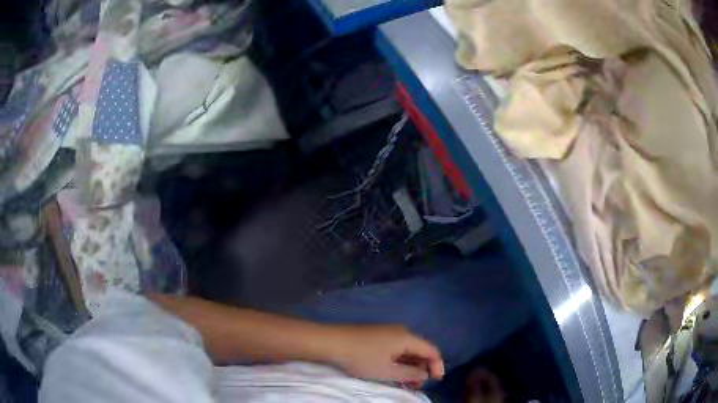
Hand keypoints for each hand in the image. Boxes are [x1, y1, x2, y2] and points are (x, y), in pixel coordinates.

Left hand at [327, 324, 444, 387]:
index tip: (435, 381)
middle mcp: (401, 331)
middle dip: (422, 368)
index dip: (437, 366)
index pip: (432, 350)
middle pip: (420, 349)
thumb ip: (410, 374)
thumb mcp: (387, 371)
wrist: (332, 341)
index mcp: (407, 337)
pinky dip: (399, 360)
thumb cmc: (362, 357)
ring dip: (410, 366)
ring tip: (404, 382)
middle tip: (416, 386)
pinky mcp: (378, 333)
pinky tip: (393, 371)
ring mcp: (388, 331)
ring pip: (408, 349)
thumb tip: (425, 374)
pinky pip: (396, 347)